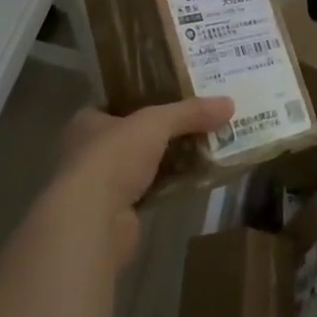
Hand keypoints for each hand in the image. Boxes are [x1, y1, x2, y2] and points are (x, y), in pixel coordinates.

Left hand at [51, 97, 233, 267]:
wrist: (92, 222)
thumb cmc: (112, 157)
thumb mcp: (155, 123)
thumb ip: (190, 112)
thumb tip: (229, 103)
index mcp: (87, 121)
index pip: (118, 103)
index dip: (146, 97)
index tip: (177, 94)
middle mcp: (89, 150)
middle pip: (134, 134)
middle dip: (163, 130)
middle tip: (199, 119)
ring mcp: (101, 185)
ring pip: (143, 163)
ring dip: (168, 159)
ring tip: (205, 145)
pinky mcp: (116, 214)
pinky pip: (150, 190)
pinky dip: (169, 184)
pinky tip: (196, 178)